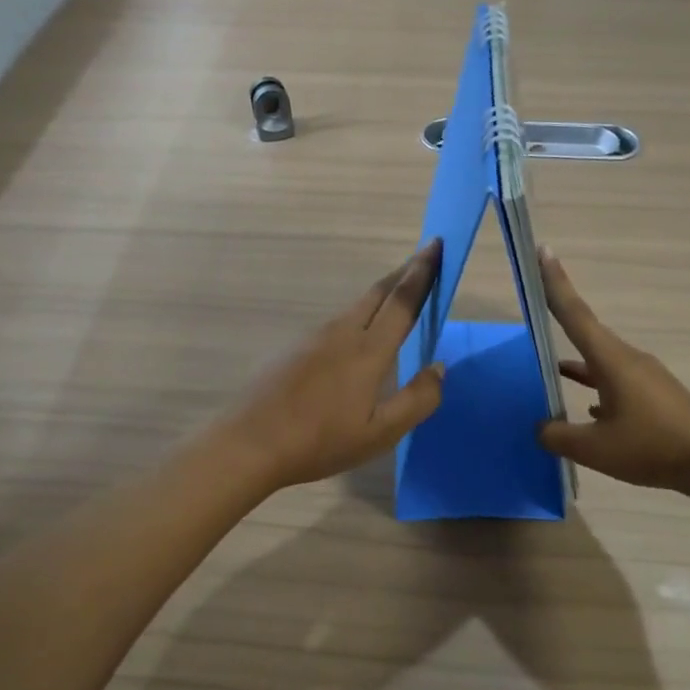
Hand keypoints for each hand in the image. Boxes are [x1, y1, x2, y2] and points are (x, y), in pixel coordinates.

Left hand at [220, 240, 445, 491]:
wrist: (250, 443)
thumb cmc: (320, 441)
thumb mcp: (380, 433)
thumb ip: (417, 400)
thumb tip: (439, 368)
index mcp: (368, 350)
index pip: (402, 300)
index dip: (422, 273)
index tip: (437, 246)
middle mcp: (342, 333)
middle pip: (378, 292)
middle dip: (404, 272)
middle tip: (425, 258)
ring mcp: (314, 338)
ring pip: (357, 306)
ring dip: (382, 293)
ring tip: (399, 293)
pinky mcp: (295, 348)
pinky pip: (338, 322)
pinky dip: (361, 315)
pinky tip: (361, 334)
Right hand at [537, 248, 689, 491]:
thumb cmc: (651, 447)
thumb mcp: (595, 449)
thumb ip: (559, 436)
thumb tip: (541, 427)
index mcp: (611, 361)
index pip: (576, 314)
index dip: (555, 283)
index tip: (543, 251)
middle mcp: (627, 359)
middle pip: (587, 332)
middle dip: (561, 315)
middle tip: (537, 299)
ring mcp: (643, 376)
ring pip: (600, 361)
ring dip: (577, 361)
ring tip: (550, 368)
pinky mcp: (653, 395)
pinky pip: (615, 381)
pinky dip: (596, 386)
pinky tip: (589, 410)